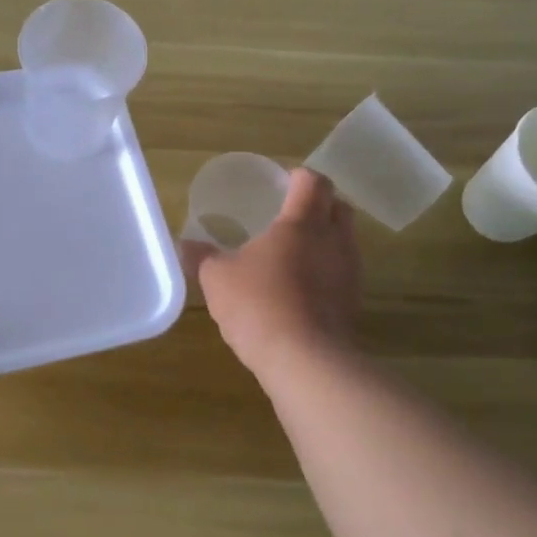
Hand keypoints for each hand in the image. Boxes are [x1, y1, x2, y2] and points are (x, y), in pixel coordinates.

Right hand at [182, 168, 360, 379]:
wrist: (304, 359)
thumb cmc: (257, 304)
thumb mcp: (216, 278)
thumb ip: (202, 257)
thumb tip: (184, 244)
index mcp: (302, 223)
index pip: (313, 182)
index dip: (300, 177)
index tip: (284, 182)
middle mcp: (334, 240)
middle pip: (339, 206)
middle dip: (320, 205)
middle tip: (292, 214)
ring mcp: (350, 272)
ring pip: (345, 241)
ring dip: (326, 240)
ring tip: (295, 253)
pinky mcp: (353, 303)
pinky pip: (343, 274)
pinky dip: (327, 272)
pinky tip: (302, 289)